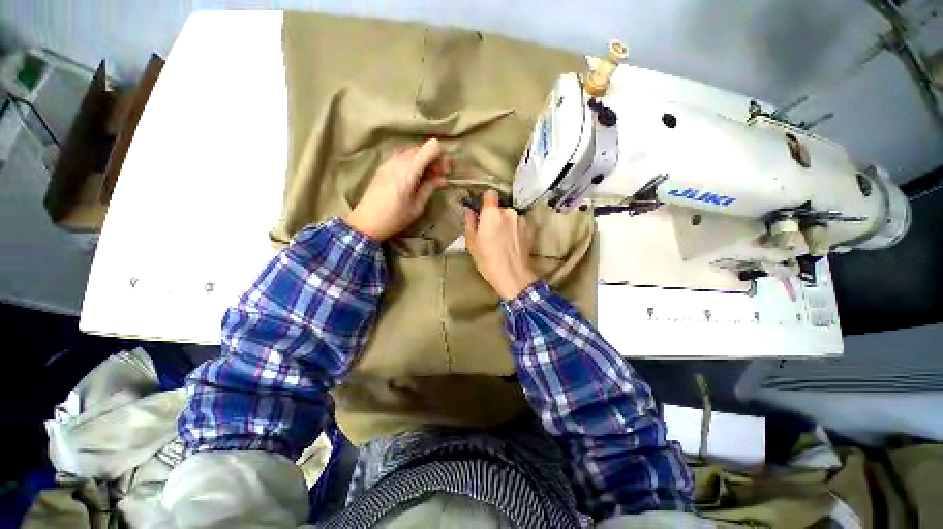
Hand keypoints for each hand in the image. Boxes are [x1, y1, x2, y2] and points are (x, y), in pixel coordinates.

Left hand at [345, 138, 448, 240]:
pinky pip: (402, 157)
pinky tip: (414, 177)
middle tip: (439, 176)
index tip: (445, 171)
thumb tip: (443, 179)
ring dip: (423, 160)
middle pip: (422, 148)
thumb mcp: (417, 206)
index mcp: (409, 171)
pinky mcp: (383, 167)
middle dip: (434, 159)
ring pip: (412, 151)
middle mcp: (398, 161)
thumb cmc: (395, 218)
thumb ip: (430, 188)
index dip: (442, 156)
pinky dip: (412, 162)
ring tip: (427, 177)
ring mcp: (389, 162)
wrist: (367, 222)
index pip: (431, 147)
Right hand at [464, 190, 537, 299]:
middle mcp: (509, 211)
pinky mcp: (531, 229)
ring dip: (506, 223)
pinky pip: (520, 224)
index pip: (490, 194)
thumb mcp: (472, 243)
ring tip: (503, 241)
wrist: (513, 275)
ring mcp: (522, 220)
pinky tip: (513, 243)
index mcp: (492, 213)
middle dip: (495, 216)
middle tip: (491, 233)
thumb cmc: (488, 260)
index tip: (482, 212)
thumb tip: (469, 210)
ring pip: (511, 216)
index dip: (486, 201)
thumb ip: (470, 222)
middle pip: (500, 208)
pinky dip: (516, 230)